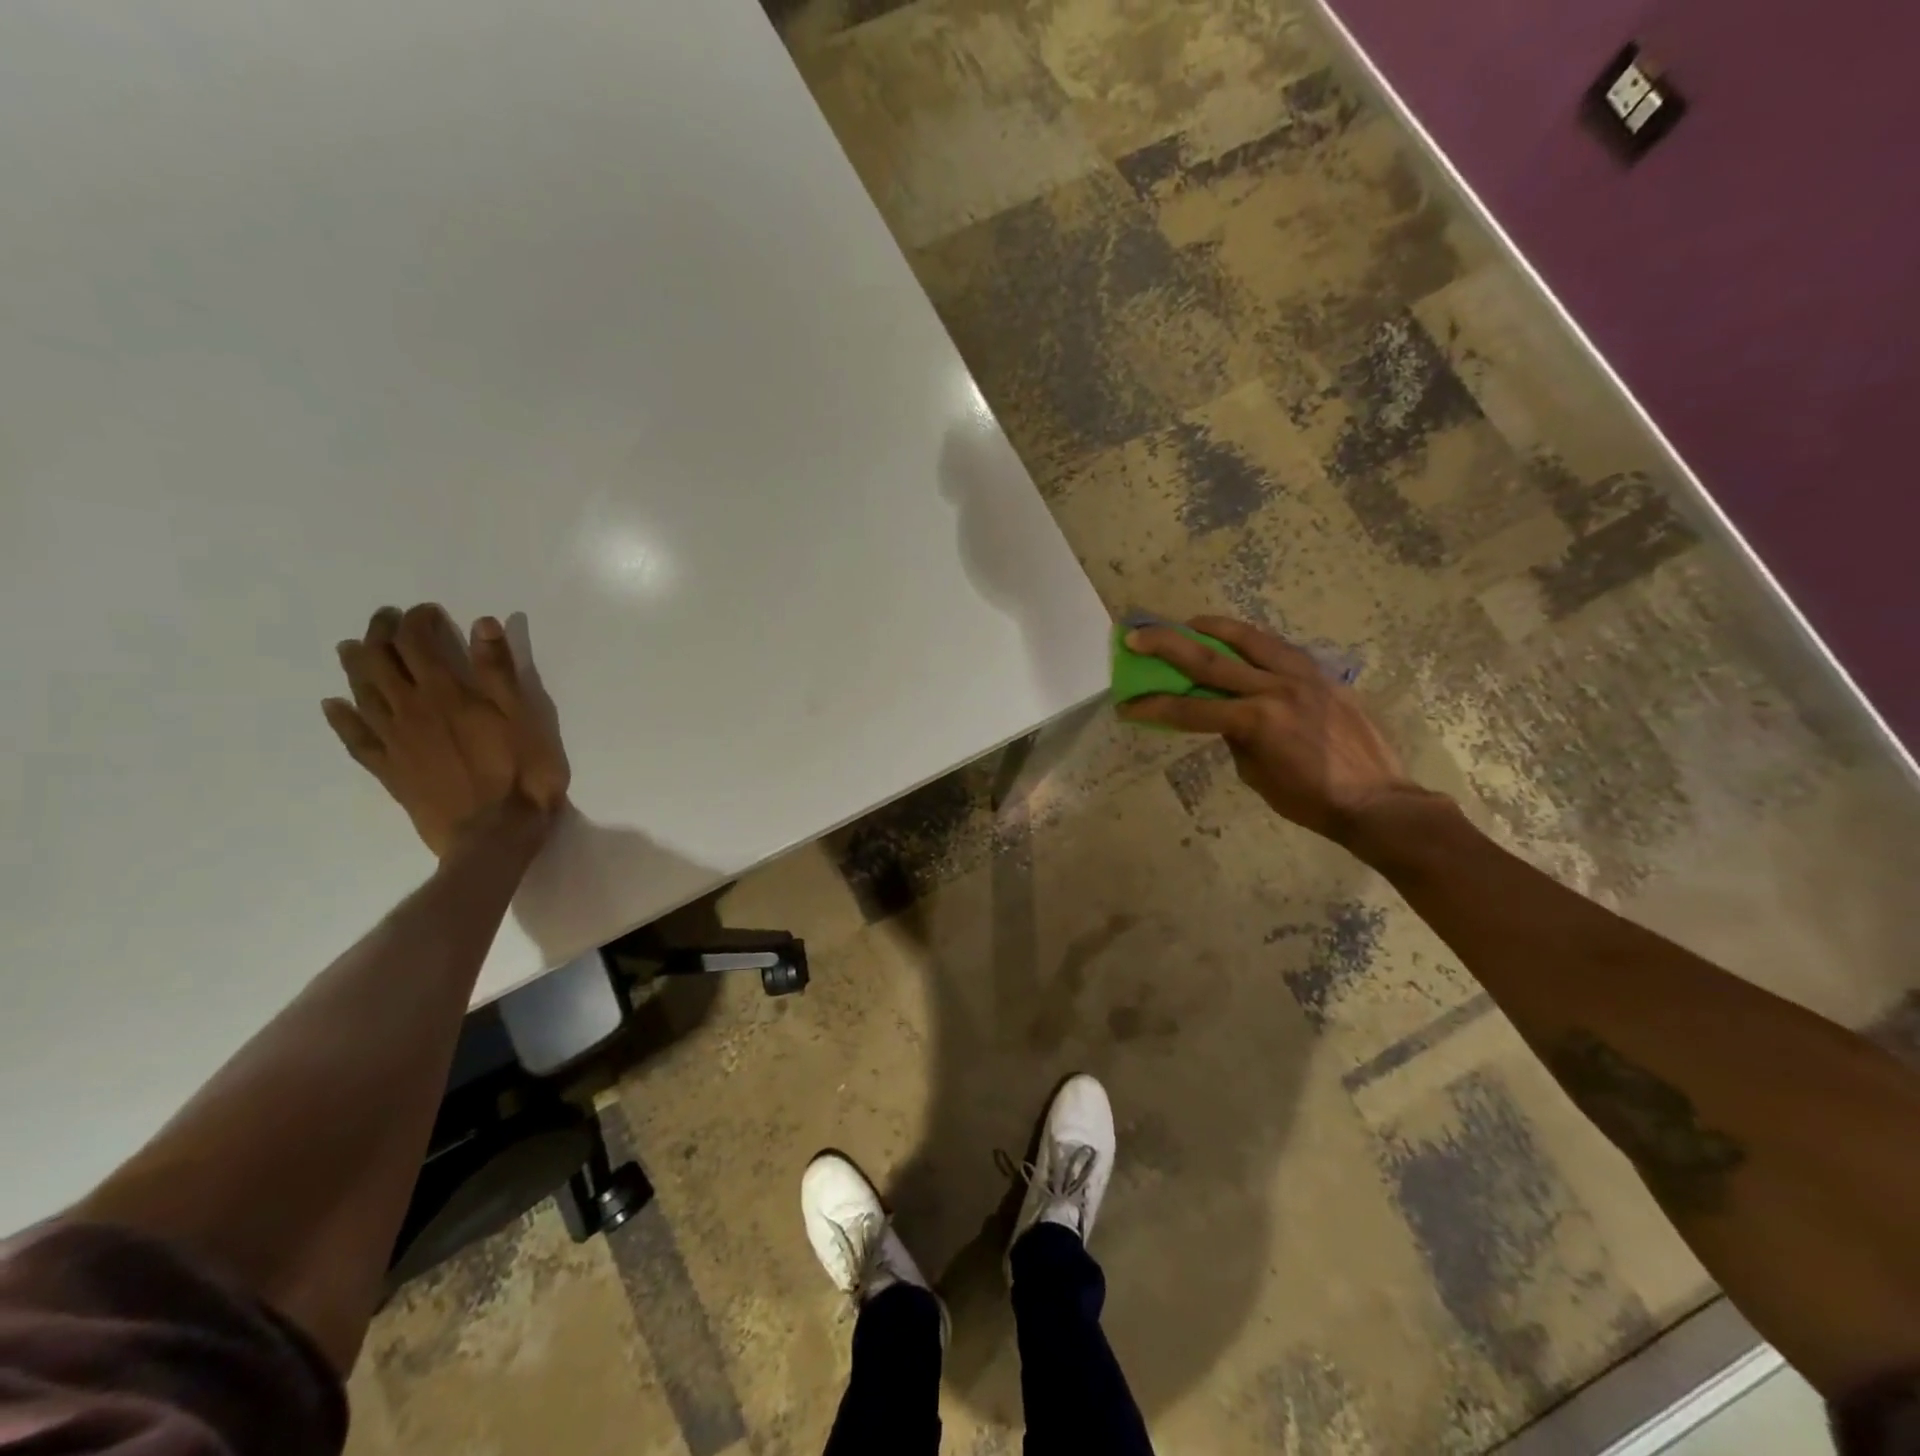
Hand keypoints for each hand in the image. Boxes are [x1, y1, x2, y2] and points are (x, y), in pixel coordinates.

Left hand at [323, 605, 570, 857]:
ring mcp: (394, 741)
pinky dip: (341, 718)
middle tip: (387, 620)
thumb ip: (500, 671)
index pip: (418, 644)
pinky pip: (355, 738)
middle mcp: (410, 710)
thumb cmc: (521, 773)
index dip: (418, 622)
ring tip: (352, 649)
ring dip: (355, 666)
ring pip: (362, 693)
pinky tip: (334, 706)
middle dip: (380, 634)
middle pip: (380, 661)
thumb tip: (482, 624)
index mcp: (446, 693)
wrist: (493, 834)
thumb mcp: (524, 718)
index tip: (427, 611)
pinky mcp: (389, 770)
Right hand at [1119, 615, 1432, 845]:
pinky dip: (1253, 641)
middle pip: (1210, 660)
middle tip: (1137, 634)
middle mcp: (1275, 689)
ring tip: (1189, 623)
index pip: (1190, 709)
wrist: (1376, 800)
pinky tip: (1240, 640)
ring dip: (1213, 628)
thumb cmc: (1310, 800)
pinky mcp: (1323, 675)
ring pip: (1249, 639)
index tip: (1127, 704)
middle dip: (1167, 646)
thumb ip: (1236, 737)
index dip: (1153, 706)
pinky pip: (1281, 649)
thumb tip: (1225, 716)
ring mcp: (1302, 677)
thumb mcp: (1256, 775)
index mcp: (1255, 721)